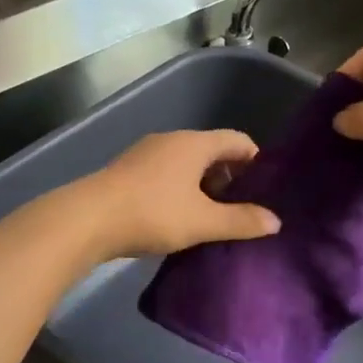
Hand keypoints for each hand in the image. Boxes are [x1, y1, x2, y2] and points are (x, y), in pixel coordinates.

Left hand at [74, 129, 280, 259]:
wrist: (87, 220)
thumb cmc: (152, 214)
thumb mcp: (203, 222)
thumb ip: (241, 221)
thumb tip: (275, 221)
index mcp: (194, 144)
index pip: (237, 140)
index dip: (256, 161)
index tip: (265, 189)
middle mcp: (171, 140)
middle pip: (211, 151)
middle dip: (230, 177)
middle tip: (241, 208)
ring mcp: (145, 154)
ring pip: (187, 164)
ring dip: (203, 186)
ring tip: (211, 218)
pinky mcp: (127, 172)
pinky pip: (165, 174)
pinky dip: (180, 191)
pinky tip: (178, 218)